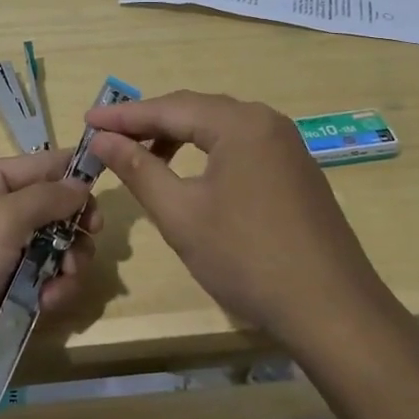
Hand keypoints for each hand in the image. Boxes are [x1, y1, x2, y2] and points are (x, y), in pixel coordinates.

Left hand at [0, 152, 99, 404]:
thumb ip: (45, 198)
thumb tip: (80, 183)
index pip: (39, 164)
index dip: (74, 172)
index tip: (109, 186)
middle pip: (51, 210)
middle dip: (74, 225)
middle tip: (89, 239)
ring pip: (52, 250)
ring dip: (67, 263)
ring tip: (64, 280)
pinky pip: (40, 286)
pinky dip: (52, 292)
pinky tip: (50, 305)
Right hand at [86, 91, 382, 347]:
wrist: (332, 310)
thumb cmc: (247, 258)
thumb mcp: (182, 214)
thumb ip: (140, 169)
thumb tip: (103, 140)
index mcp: (240, 123)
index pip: (170, 108)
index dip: (124, 116)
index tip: (86, 121)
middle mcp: (267, 122)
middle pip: (196, 110)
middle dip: (150, 122)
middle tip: (108, 137)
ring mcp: (287, 146)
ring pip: (220, 128)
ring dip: (179, 137)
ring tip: (143, 156)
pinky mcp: (296, 171)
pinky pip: (241, 146)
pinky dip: (207, 152)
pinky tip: (190, 175)